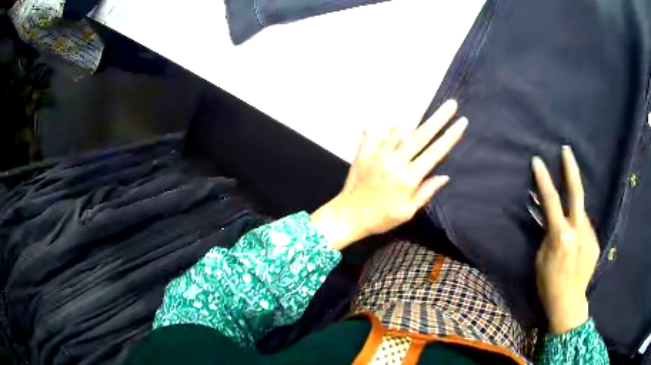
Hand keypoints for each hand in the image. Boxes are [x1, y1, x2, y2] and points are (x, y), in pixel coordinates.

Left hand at [311, 100, 466, 249]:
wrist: (349, 216)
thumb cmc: (381, 218)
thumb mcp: (408, 211)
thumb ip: (426, 192)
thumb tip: (444, 176)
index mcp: (409, 177)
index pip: (435, 152)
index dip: (450, 136)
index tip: (461, 122)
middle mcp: (395, 161)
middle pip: (420, 135)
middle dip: (438, 119)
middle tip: (451, 104)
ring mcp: (378, 155)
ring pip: (398, 130)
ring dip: (412, 118)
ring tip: (422, 107)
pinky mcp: (363, 153)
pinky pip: (372, 134)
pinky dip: (378, 126)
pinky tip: (379, 117)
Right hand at [532, 146, 599, 333]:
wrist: (568, 303)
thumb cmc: (548, 284)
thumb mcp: (541, 259)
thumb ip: (547, 234)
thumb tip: (549, 216)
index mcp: (561, 236)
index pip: (551, 201)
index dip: (543, 180)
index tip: (537, 161)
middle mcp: (578, 231)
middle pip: (576, 193)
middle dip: (571, 169)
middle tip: (566, 150)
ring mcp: (589, 236)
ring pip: (581, 213)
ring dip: (574, 211)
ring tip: (567, 226)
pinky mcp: (595, 243)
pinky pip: (585, 228)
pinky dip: (579, 228)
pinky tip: (575, 243)